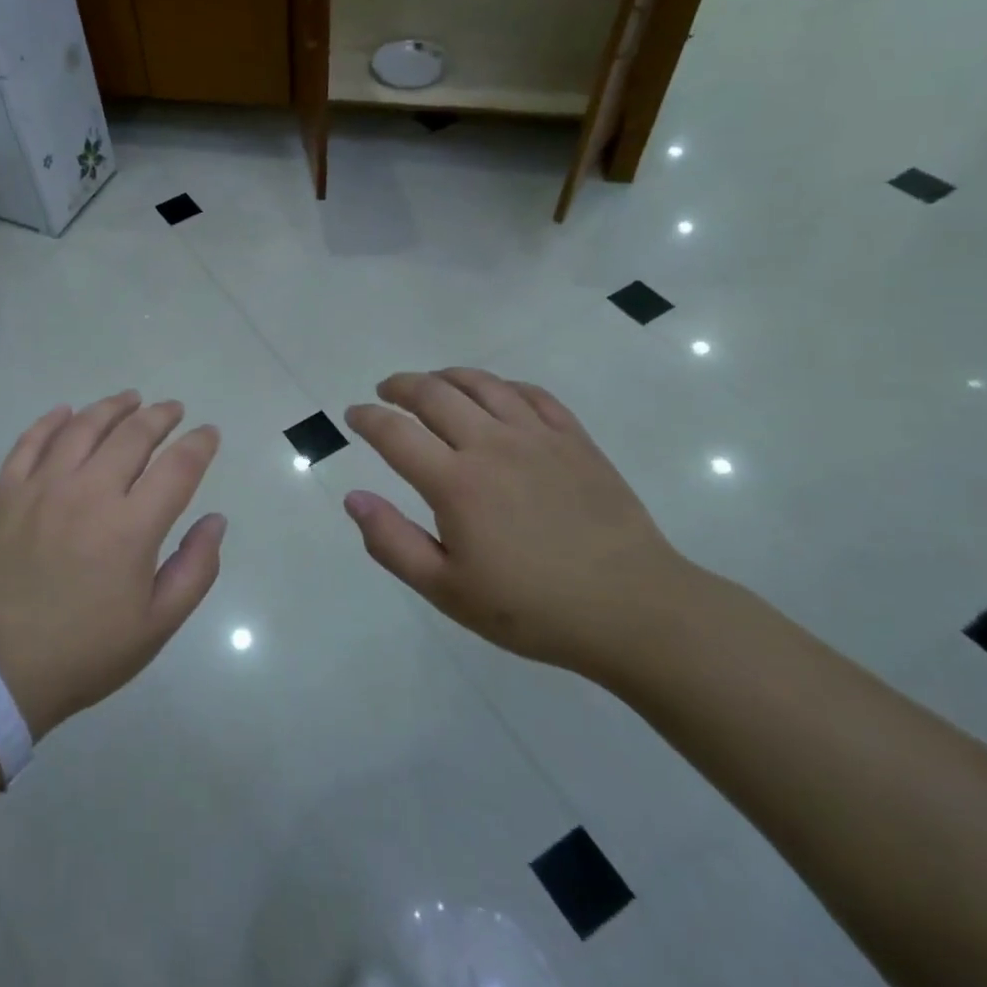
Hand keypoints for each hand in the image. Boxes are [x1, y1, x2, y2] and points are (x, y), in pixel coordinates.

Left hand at [0, 391, 224, 739]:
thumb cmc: (85, 652)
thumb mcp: (156, 625)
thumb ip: (196, 569)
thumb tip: (216, 519)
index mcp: (131, 527)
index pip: (177, 467)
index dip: (199, 444)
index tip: (209, 433)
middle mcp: (89, 493)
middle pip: (133, 435)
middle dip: (160, 416)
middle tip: (173, 409)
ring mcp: (42, 488)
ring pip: (83, 427)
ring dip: (112, 407)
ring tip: (130, 399)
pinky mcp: (6, 493)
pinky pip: (31, 442)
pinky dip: (52, 421)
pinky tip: (67, 412)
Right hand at [343, 369, 691, 676]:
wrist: (633, 610)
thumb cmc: (532, 608)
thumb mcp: (447, 590)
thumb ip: (392, 542)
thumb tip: (353, 498)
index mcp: (455, 483)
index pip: (395, 433)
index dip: (367, 418)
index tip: (354, 415)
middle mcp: (491, 445)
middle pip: (434, 393)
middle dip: (400, 385)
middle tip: (385, 391)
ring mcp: (537, 437)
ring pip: (482, 384)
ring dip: (446, 376)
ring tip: (431, 382)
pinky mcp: (574, 439)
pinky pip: (531, 394)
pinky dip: (502, 386)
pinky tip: (495, 395)